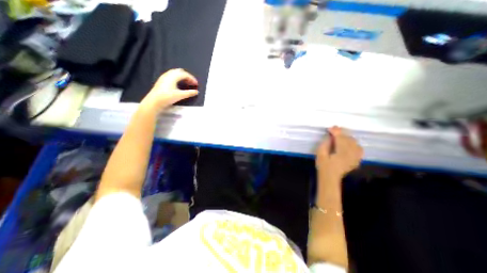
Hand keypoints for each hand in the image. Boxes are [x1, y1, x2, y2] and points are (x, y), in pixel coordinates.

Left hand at [141, 68, 199, 110]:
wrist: (154, 101)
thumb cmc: (167, 97)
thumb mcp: (180, 95)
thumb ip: (189, 93)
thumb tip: (196, 92)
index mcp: (173, 76)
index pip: (185, 74)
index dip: (192, 78)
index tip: (196, 84)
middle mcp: (168, 75)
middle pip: (180, 72)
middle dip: (187, 76)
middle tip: (192, 83)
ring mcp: (164, 77)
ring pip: (175, 74)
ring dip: (182, 77)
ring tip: (186, 84)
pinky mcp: (161, 81)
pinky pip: (171, 76)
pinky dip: (177, 79)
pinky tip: (178, 85)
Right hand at [316, 126, 360, 181]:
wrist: (330, 177)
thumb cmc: (323, 165)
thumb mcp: (320, 154)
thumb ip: (325, 144)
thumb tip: (330, 137)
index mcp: (340, 153)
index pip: (340, 138)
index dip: (335, 132)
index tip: (329, 128)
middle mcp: (350, 154)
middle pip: (348, 139)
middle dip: (341, 132)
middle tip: (334, 129)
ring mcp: (355, 157)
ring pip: (354, 143)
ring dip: (347, 137)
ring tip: (340, 135)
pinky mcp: (356, 160)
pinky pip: (359, 149)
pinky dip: (354, 144)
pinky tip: (349, 143)